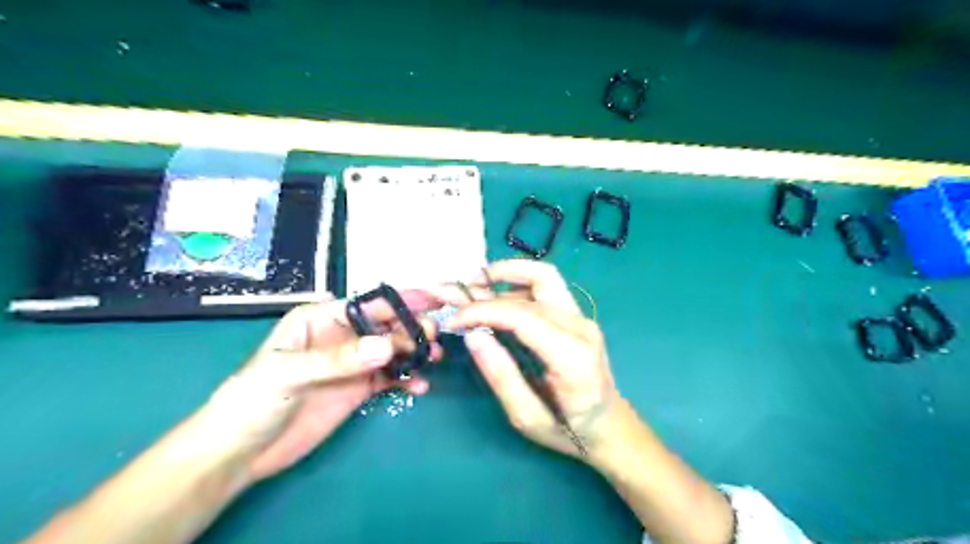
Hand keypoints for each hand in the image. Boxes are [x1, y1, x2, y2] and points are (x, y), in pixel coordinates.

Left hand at [206, 291, 444, 481]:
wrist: (239, 454)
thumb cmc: (251, 401)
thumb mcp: (289, 373)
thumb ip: (339, 359)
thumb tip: (388, 345)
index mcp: (320, 319)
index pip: (367, 304)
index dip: (400, 301)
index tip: (431, 302)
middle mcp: (341, 336)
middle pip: (385, 326)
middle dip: (411, 328)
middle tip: (434, 338)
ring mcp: (351, 364)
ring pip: (392, 350)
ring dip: (414, 352)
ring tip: (434, 359)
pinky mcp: (358, 389)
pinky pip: (389, 378)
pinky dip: (406, 379)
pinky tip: (419, 386)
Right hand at [442, 259, 617, 459]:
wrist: (609, 427)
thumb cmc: (569, 430)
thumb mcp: (527, 417)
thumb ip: (500, 376)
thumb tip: (473, 335)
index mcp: (572, 357)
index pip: (524, 315)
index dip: (485, 311)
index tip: (455, 320)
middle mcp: (582, 328)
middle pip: (539, 282)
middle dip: (495, 278)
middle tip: (463, 287)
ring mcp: (583, 318)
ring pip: (545, 277)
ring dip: (508, 273)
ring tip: (476, 284)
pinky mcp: (578, 316)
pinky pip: (547, 288)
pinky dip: (517, 284)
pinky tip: (496, 297)